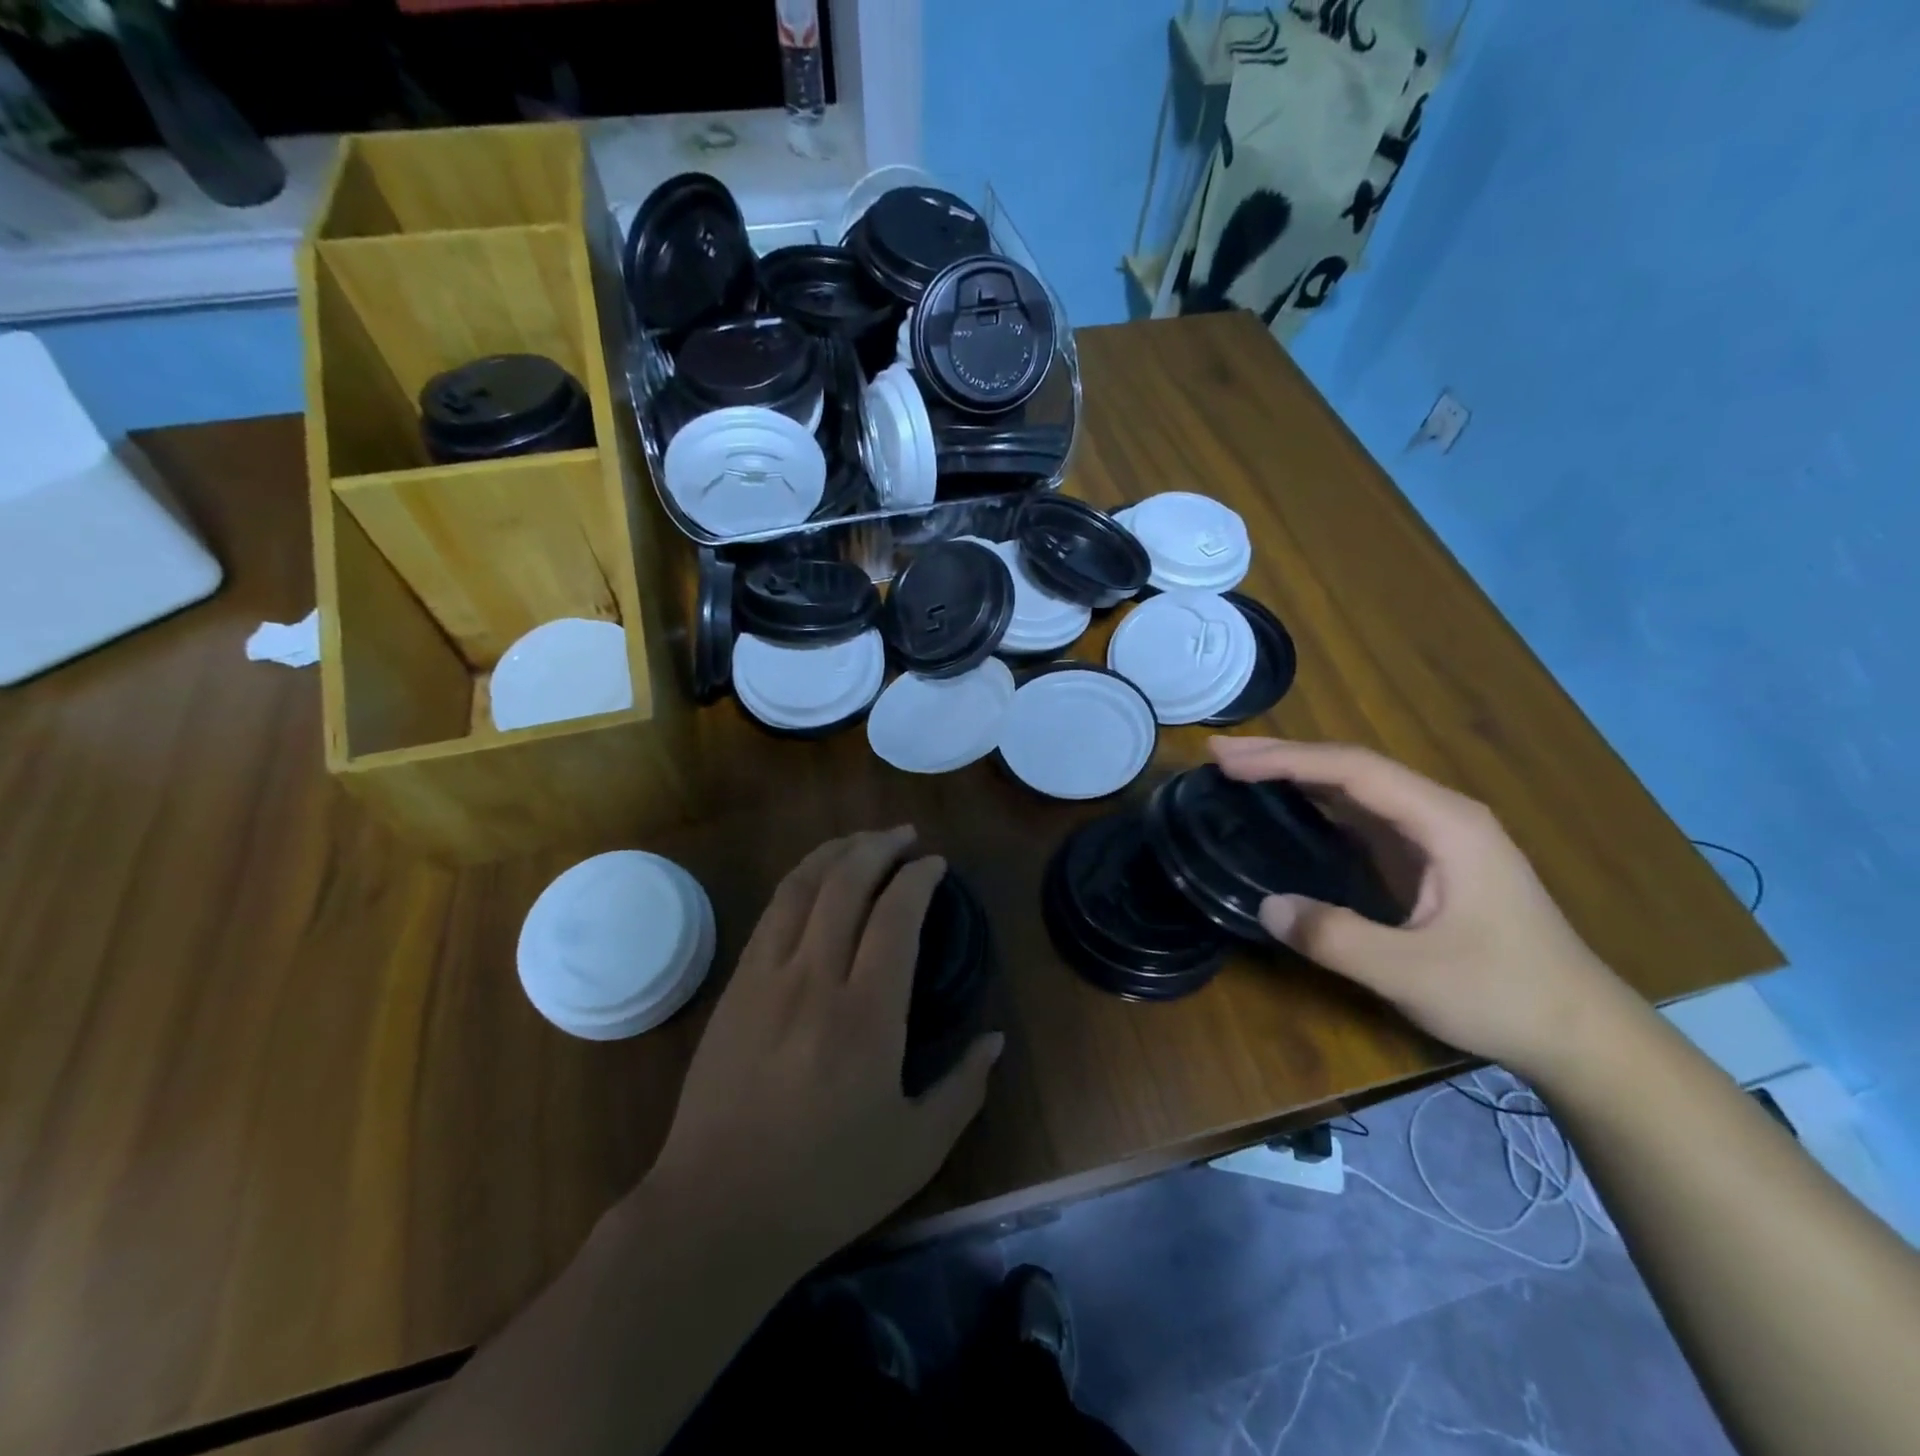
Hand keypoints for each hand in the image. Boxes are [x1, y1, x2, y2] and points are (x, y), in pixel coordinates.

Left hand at [647, 827, 1002, 1266]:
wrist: (717, 1212)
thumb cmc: (826, 1185)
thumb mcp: (916, 1149)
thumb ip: (964, 1088)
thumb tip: (995, 1039)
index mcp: (866, 1015)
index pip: (896, 915)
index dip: (919, 878)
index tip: (936, 864)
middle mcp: (814, 979)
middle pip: (846, 883)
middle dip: (879, 845)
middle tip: (905, 835)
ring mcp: (766, 978)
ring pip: (801, 887)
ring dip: (836, 852)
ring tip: (863, 840)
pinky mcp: (735, 988)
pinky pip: (771, 913)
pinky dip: (800, 881)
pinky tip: (815, 881)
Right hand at [1210, 737, 1632, 1073]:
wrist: (1583, 1036)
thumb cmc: (1505, 995)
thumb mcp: (1411, 972)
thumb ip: (1335, 937)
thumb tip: (1266, 906)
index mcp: (1446, 823)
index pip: (1353, 770)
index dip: (1285, 760)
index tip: (1227, 760)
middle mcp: (1442, 815)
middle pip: (1353, 768)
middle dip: (1284, 756)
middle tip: (1220, 754)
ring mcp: (1439, 837)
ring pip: (1358, 788)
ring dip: (1299, 775)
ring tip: (1242, 770)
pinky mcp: (1432, 860)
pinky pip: (1365, 816)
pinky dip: (1319, 803)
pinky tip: (1291, 808)